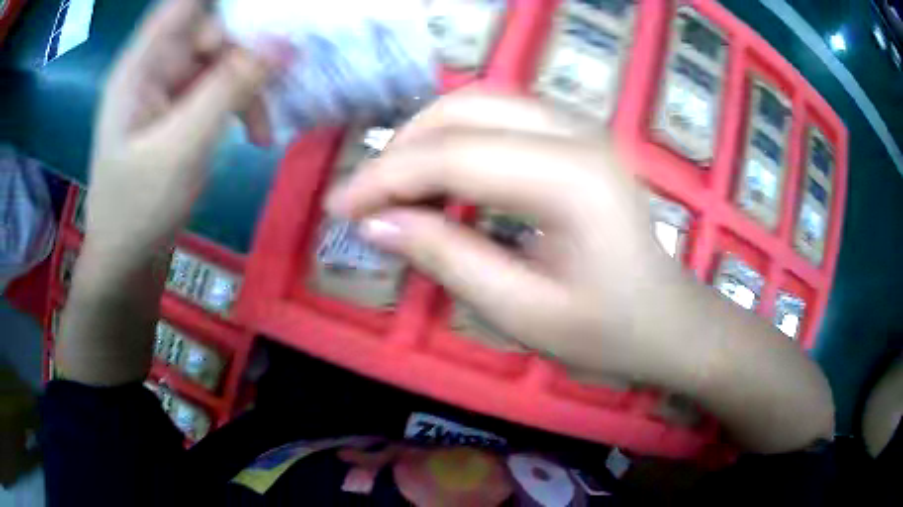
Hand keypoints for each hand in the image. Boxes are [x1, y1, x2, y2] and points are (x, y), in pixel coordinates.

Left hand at [85, 0, 283, 259]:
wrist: (127, 263)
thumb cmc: (138, 210)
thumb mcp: (182, 147)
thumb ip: (229, 88)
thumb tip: (285, 42)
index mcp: (141, 66)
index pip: (184, 5)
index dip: (226, 3)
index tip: (269, 13)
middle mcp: (154, 69)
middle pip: (210, 31)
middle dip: (245, 52)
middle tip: (273, 83)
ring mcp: (167, 92)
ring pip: (221, 62)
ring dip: (248, 87)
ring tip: (263, 130)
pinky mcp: (180, 114)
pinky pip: (219, 90)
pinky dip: (241, 107)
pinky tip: (255, 136)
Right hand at [327, 92, 683, 379]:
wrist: (668, 320)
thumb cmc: (607, 332)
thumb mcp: (522, 313)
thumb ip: (446, 259)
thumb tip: (374, 224)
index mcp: (571, 179)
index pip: (454, 156)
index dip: (385, 178)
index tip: (339, 207)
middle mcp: (576, 133)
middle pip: (466, 108)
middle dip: (404, 147)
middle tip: (369, 198)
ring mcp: (581, 128)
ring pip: (481, 102)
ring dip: (428, 137)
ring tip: (397, 188)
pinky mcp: (576, 137)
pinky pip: (502, 116)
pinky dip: (458, 139)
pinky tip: (443, 178)